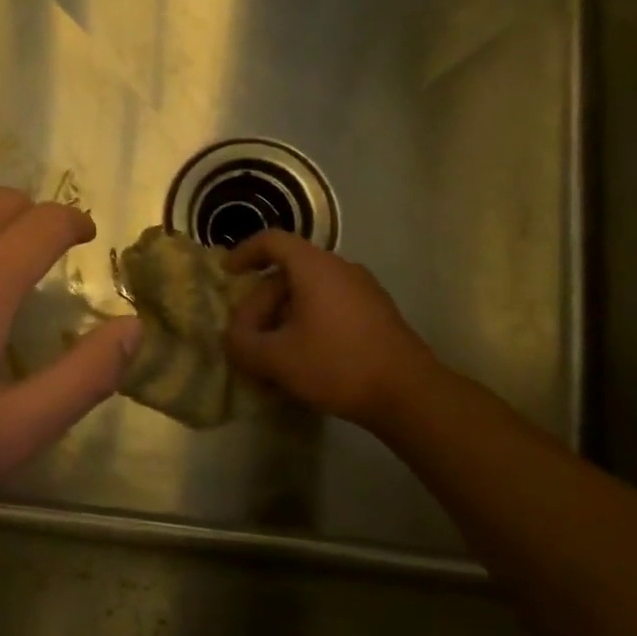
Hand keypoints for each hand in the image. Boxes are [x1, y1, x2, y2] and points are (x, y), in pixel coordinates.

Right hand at [224, 231, 441, 430]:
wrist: (409, 394)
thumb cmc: (337, 364)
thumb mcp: (276, 359)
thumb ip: (242, 344)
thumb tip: (232, 338)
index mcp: (314, 267)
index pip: (272, 241)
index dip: (244, 253)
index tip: (228, 274)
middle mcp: (340, 268)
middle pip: (288, 273)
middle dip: (260, 304)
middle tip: (246, 338)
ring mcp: (363, 290)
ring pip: (309, 294)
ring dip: (283, 318)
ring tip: (270, 354)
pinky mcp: (376, 314)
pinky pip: (330, 308)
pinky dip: (307, 325)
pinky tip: (302, 361)